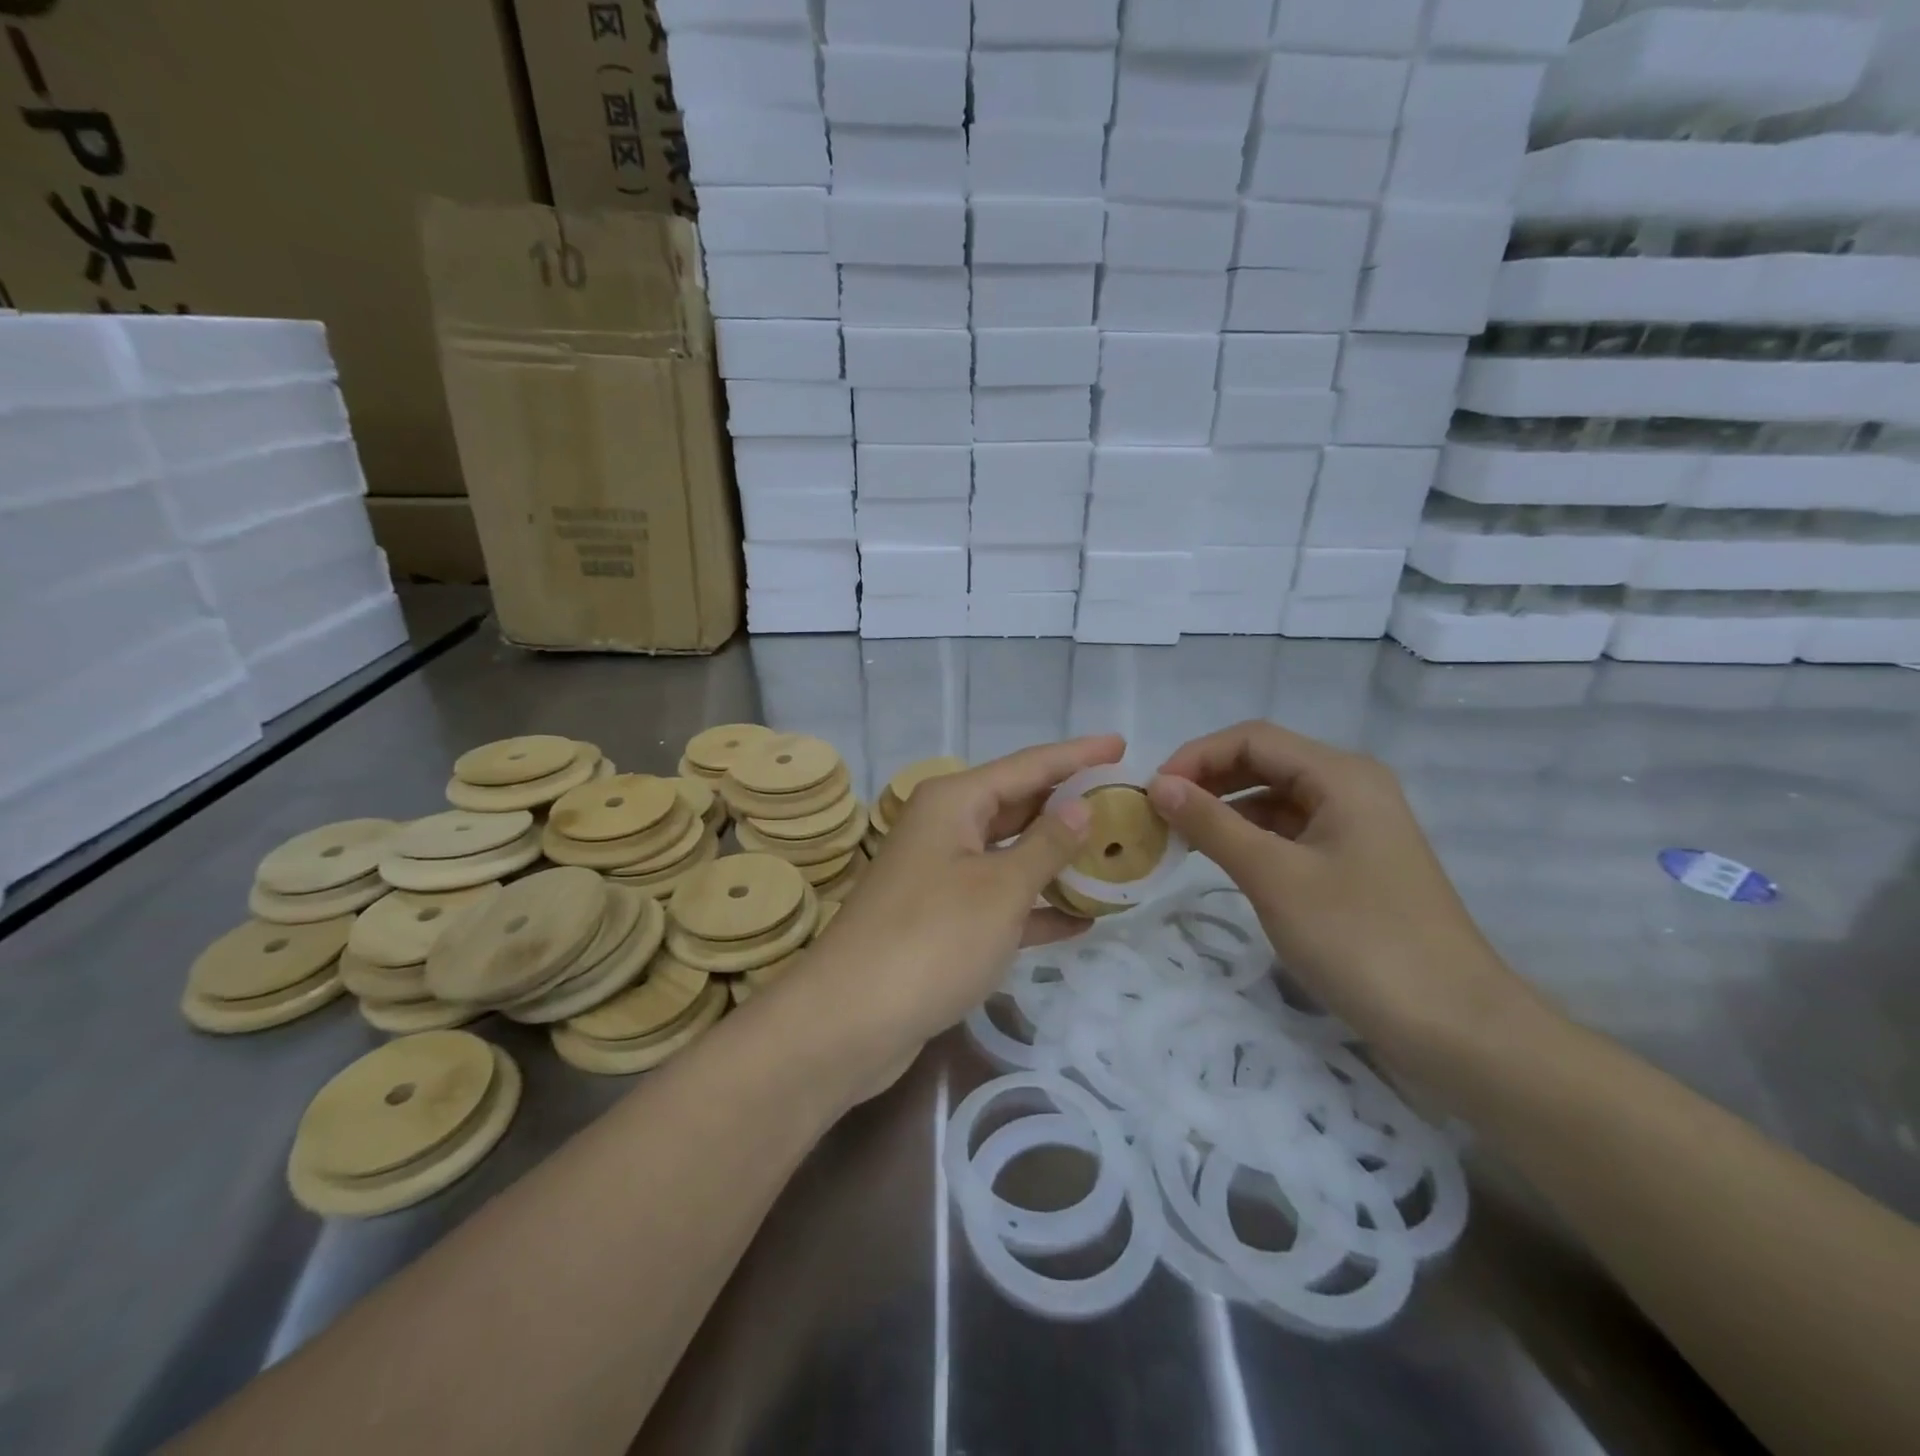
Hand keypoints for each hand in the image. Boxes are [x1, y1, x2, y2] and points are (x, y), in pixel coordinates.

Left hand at [794, 735, 1123, 1067]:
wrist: (850, 1020)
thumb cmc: (932, 939)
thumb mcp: (1000, 888)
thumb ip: (1047, 844)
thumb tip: (1081, 805)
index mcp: (953, 802)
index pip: (1028, 765)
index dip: (1077, 755)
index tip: (1122, 743)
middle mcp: (944, 828)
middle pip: (1018, 805)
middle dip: (1070, 806)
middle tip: (1127, 803)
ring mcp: (940, 874)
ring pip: (1010, 854)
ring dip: (1057, 859)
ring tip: (1116, 856)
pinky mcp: (941, 919)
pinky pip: (999, 900)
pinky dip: (1035, 907)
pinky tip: (1080, 920)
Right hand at [1148, 721, 1529, 1059]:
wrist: (1455, 1027)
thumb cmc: (1361, 940)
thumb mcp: (1275, 877)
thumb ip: (1213, 824)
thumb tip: (1158, 785)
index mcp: (1341, 775)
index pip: (1252, 738)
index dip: (1196, 756)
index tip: (1151, 792)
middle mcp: (1351, 788)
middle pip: (1264, 762)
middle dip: (1207, 780)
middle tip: (1157, 814)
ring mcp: (1355, 827)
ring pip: (1275, 798)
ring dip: (1224, 810)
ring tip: (1178, 836)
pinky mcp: (1354, 863)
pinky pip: (1290, 832)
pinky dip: (1250, 837)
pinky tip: (1220, 859)